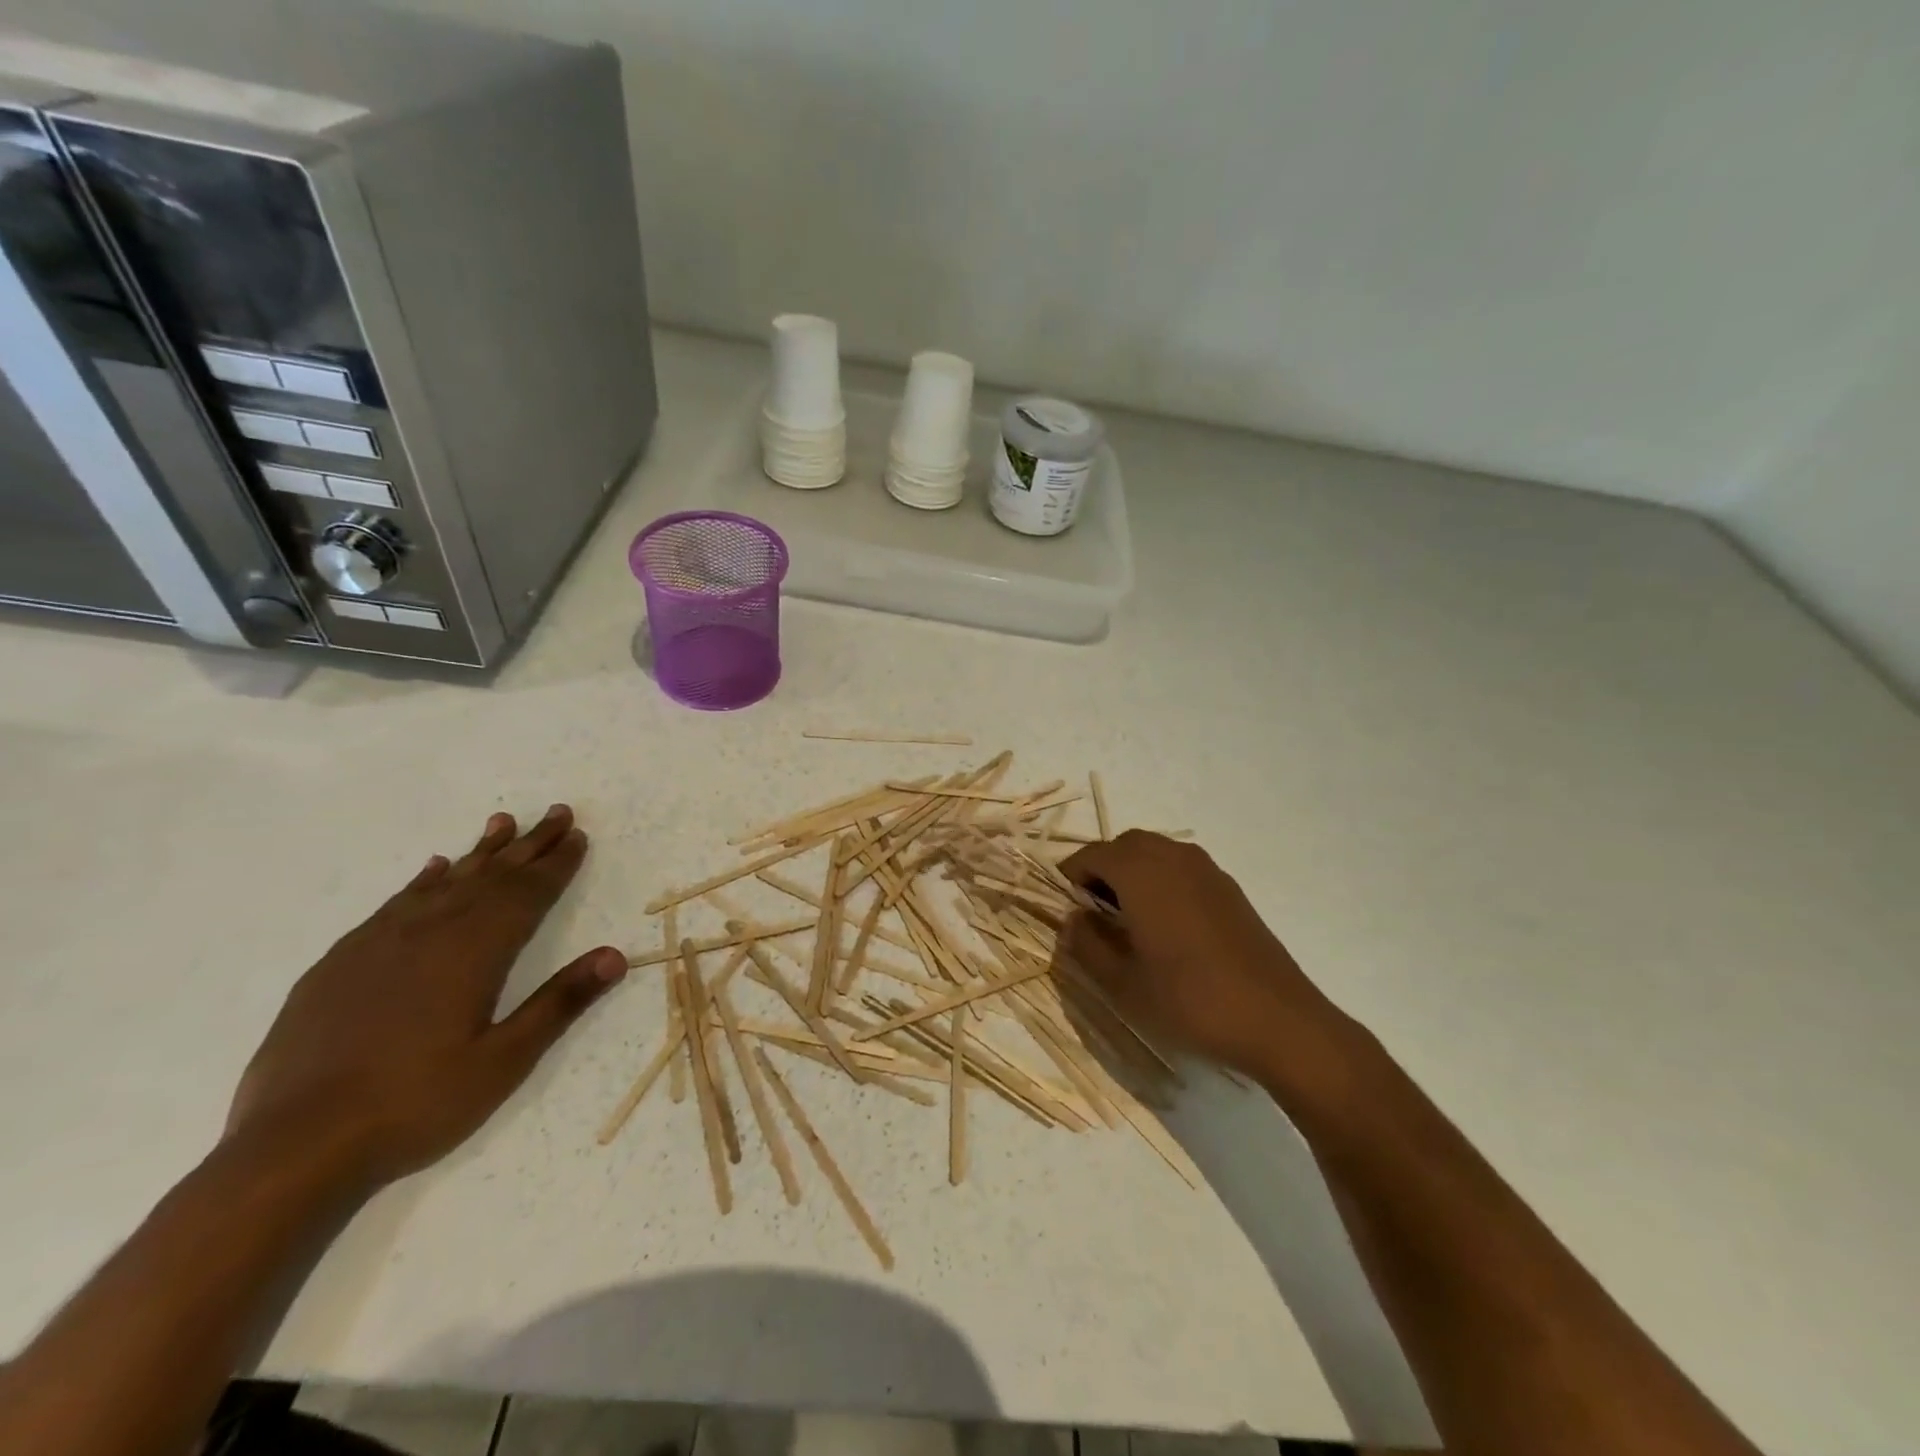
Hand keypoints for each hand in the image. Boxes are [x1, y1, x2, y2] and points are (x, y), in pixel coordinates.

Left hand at [225, 805, 626, 1191]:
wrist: (293, 1148)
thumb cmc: (415, 1104)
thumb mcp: (504, 1061)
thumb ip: (560, 1002)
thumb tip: (615, 955)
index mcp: (473, 953)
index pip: (527, 894)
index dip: (557, 864)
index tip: (579, 835)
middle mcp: (429, 933)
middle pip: (491, 876)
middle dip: (529, 843)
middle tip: (558, 812)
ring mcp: (378, 944)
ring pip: (444, 881)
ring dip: (480, 852)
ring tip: (503, 822)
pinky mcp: (340, 963)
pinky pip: (395, 904)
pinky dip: (423, 880)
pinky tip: (434, 869)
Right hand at [1059, 830, 1346, 1082]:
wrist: (1278, 1020)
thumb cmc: (1190, 1000)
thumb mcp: (1123, 983)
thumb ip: (1087, 945)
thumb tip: (1071, 920)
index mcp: (1140, 872)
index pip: (1090, 856)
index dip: (1070, 878)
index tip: (1065, 910)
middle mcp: (1172, 857)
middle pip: (1123, 845)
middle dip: (1101, 870)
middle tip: (1093, 914)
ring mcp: (1206, 869)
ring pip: (1154, 852)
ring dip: (1132, 873)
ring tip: (1128, 920)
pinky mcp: (1229, 888)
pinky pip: (1181, 867)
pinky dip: (1161, 881)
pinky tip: (1167, 926)